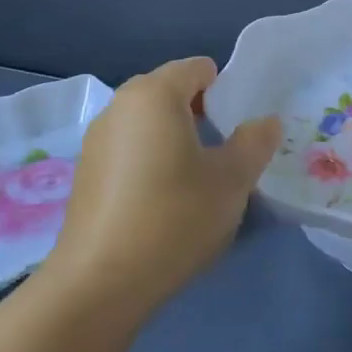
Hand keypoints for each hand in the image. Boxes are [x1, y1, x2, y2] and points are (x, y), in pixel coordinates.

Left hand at [41, 57, 280, 314]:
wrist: (101, 282)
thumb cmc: (174, 218)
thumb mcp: (231, 181)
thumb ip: (255, 142)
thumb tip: (266, 121)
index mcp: (154, 94)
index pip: (197, 68)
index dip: (226, 90)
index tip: (240, 128)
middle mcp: (119, 105)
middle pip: (169, 92)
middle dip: (201, 114)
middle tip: (224, 154)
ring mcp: (96, 139)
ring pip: (147, 122)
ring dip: (174, 138)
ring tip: (195, 181)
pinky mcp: (85, 172)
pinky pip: (128, 148)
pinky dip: (149, 160)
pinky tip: (160, 202)